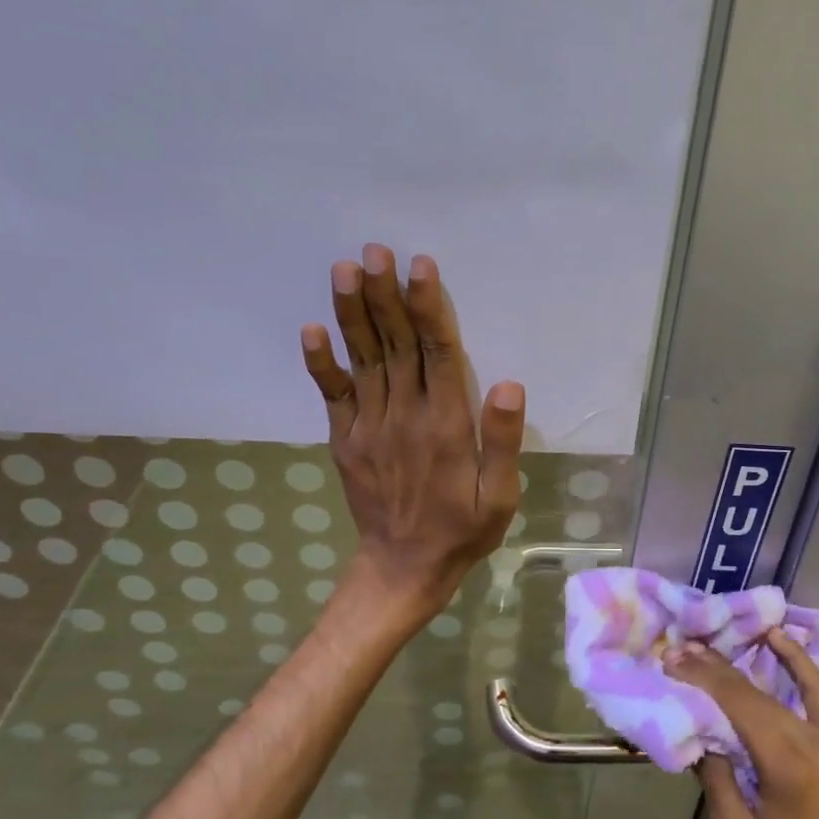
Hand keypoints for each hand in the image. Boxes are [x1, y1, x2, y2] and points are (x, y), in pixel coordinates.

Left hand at [301, 244, 524, 614]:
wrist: (403, 568)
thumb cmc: (462, 529)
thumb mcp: (501, 496)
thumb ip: (504, 442)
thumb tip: (508, 385)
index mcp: (446, 425)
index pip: (437, 353)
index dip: (428, 307)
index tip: (419, 266)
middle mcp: (404, 416)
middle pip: (394, 344)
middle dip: (384, 294)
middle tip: (375, 250)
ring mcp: (369, 426)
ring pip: (363, 360)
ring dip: (352, 313)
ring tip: (344, 269)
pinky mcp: (345, 440)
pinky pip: (331, 395)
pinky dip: (320, 362)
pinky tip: (310, 328)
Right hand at [665, 629, 818, 818]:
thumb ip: (717, 783)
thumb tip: (700, 735)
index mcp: (784, 764)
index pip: (737, 705)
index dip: (703, 678)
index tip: (672, 660)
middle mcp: (808, 740)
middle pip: (752, 692)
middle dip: (712, 668)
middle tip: (678, 650)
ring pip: (776, 688)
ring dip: (740, 664)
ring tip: (707, 645)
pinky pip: (817, 691)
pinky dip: (798, 662)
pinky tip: (778, 637)